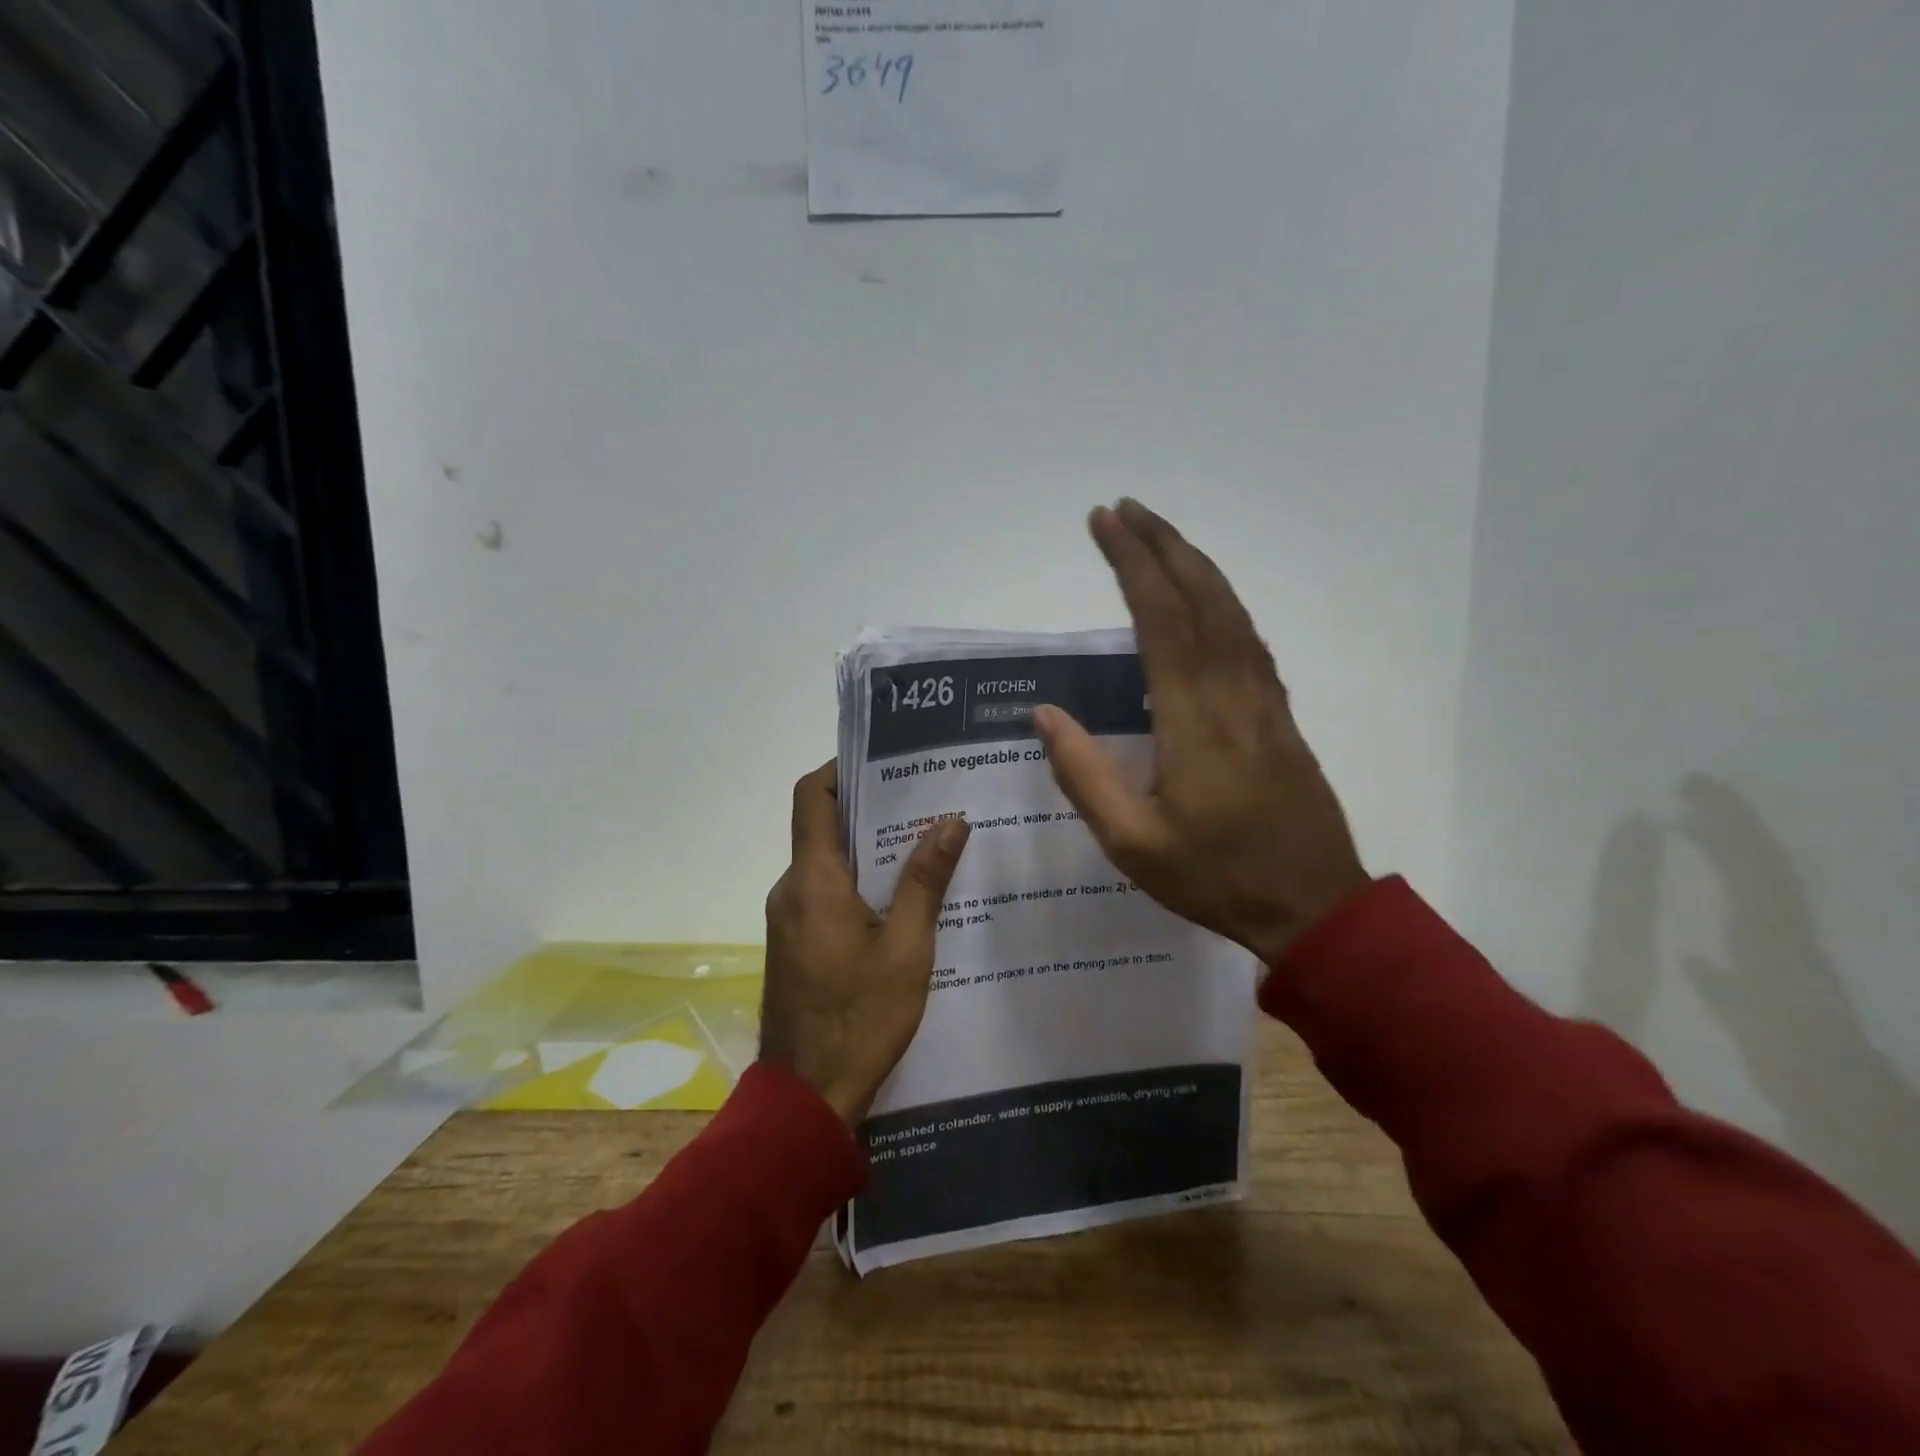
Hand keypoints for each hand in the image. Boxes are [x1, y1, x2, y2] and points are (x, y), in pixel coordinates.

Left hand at [760, 762, 970, 1123]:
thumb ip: (926, 880)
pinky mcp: (796, 943)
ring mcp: (789, 918)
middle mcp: (791, 889)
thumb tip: (951, 820)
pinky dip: (859, 882)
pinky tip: (903, 895)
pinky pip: (825, 894)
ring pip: (827, 862)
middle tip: (925, 798)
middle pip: (822, 825)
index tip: (885, 760)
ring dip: (868, 848)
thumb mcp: (907, 948)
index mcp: (813, 880)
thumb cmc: (860, 1018)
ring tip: (925, 840)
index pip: (812, 797)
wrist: (808, 1098)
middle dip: (870, 807)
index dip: (841, 769)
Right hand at [1034, 501, 1369, 964]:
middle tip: (1125, 510)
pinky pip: (1250, 639)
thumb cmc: (1216, 877)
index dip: (1131, 563)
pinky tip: (1207, 601)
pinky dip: (1223, 603)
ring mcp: (1265, 700)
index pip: (1160, 618)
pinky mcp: (1281, 714)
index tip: (1103, 523)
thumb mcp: (1132, 843)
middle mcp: (1233, 692)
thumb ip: (1084, 775)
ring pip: (1233, 611)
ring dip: (1195, 565)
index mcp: (1193, 718)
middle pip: (1202, 597)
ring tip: (1159, 538)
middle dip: (1162, 545)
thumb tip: (1044, 714)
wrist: (1314, 907)